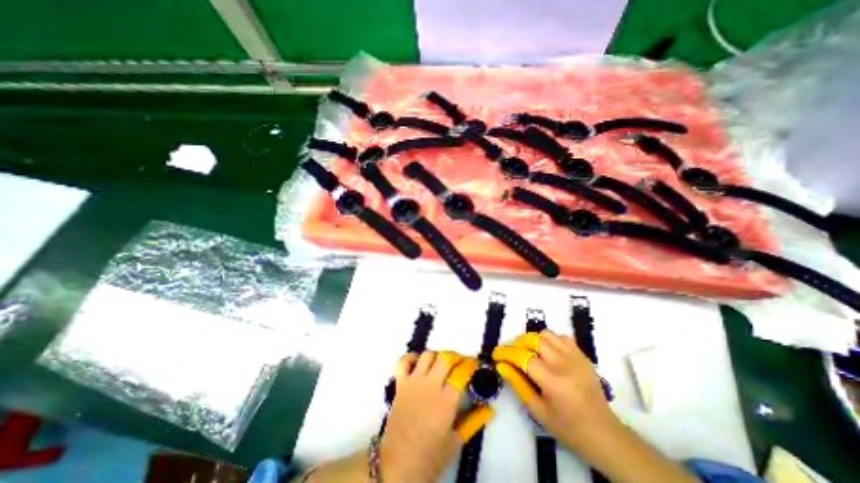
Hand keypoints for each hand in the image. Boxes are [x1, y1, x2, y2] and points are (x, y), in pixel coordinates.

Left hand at [380, 351, 493, 481]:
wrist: (398, 465)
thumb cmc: (430, 456)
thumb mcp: (456, 441)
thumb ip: (473, 421)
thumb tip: (490, 409)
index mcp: (446, 400)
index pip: (461, 373)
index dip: (470, 365)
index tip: (474, 364)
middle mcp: (430, 385)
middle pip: (445, 358)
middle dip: (456, 357)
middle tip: (460, 364)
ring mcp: (413, 382)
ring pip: (427, 355)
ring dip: (436, 356)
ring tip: (441, 364)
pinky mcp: (400, 384)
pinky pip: (403, 362)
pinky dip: (411, 358)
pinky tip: (418, 363)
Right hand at [491, 333, 696, 482]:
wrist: (604, 434)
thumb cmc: (568, 427)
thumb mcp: (538, 411)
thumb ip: (518, 384)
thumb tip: (501, 365)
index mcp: (552, 380)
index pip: (522, 356)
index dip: (506, 353)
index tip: (496, 355)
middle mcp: (563, 363)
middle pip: (533, 339)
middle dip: (518, 344)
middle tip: (512, 354)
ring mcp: (575, 356)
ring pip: (546, 334)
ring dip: (533, 340)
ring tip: (529, 352)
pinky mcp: (582, 355)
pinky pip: (561, 337)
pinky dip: (550, 340)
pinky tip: (548, 352)